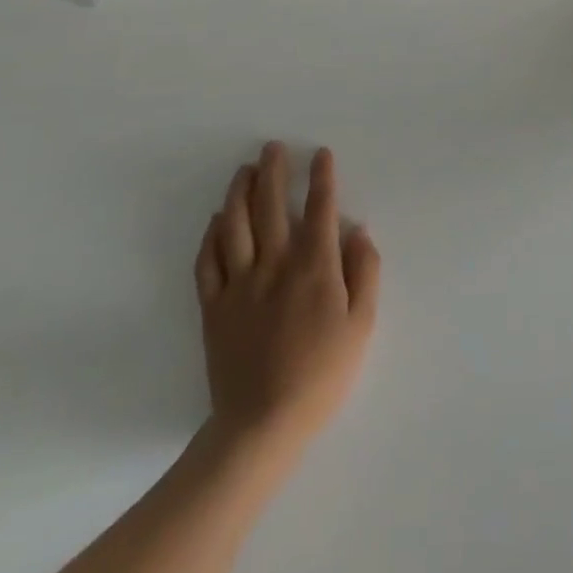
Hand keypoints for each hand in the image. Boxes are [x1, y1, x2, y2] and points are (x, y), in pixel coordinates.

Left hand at [194, 143, 380, 452]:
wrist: (262, 425)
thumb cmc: (322, 374)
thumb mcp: (362, 325)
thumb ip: (364, 273)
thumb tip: (359, 232)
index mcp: (315, 268)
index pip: (320, 210)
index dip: (322, 178)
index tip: (321, 154)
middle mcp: (275, 265)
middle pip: (272, 207)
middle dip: (274, 172)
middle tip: (272, 147)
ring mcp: (239, 285)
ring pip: (235, 226)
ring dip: (240, 193)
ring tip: (243, 171)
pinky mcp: (214, 307)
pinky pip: (208, 261)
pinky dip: (212, 235)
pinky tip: (217, 220)